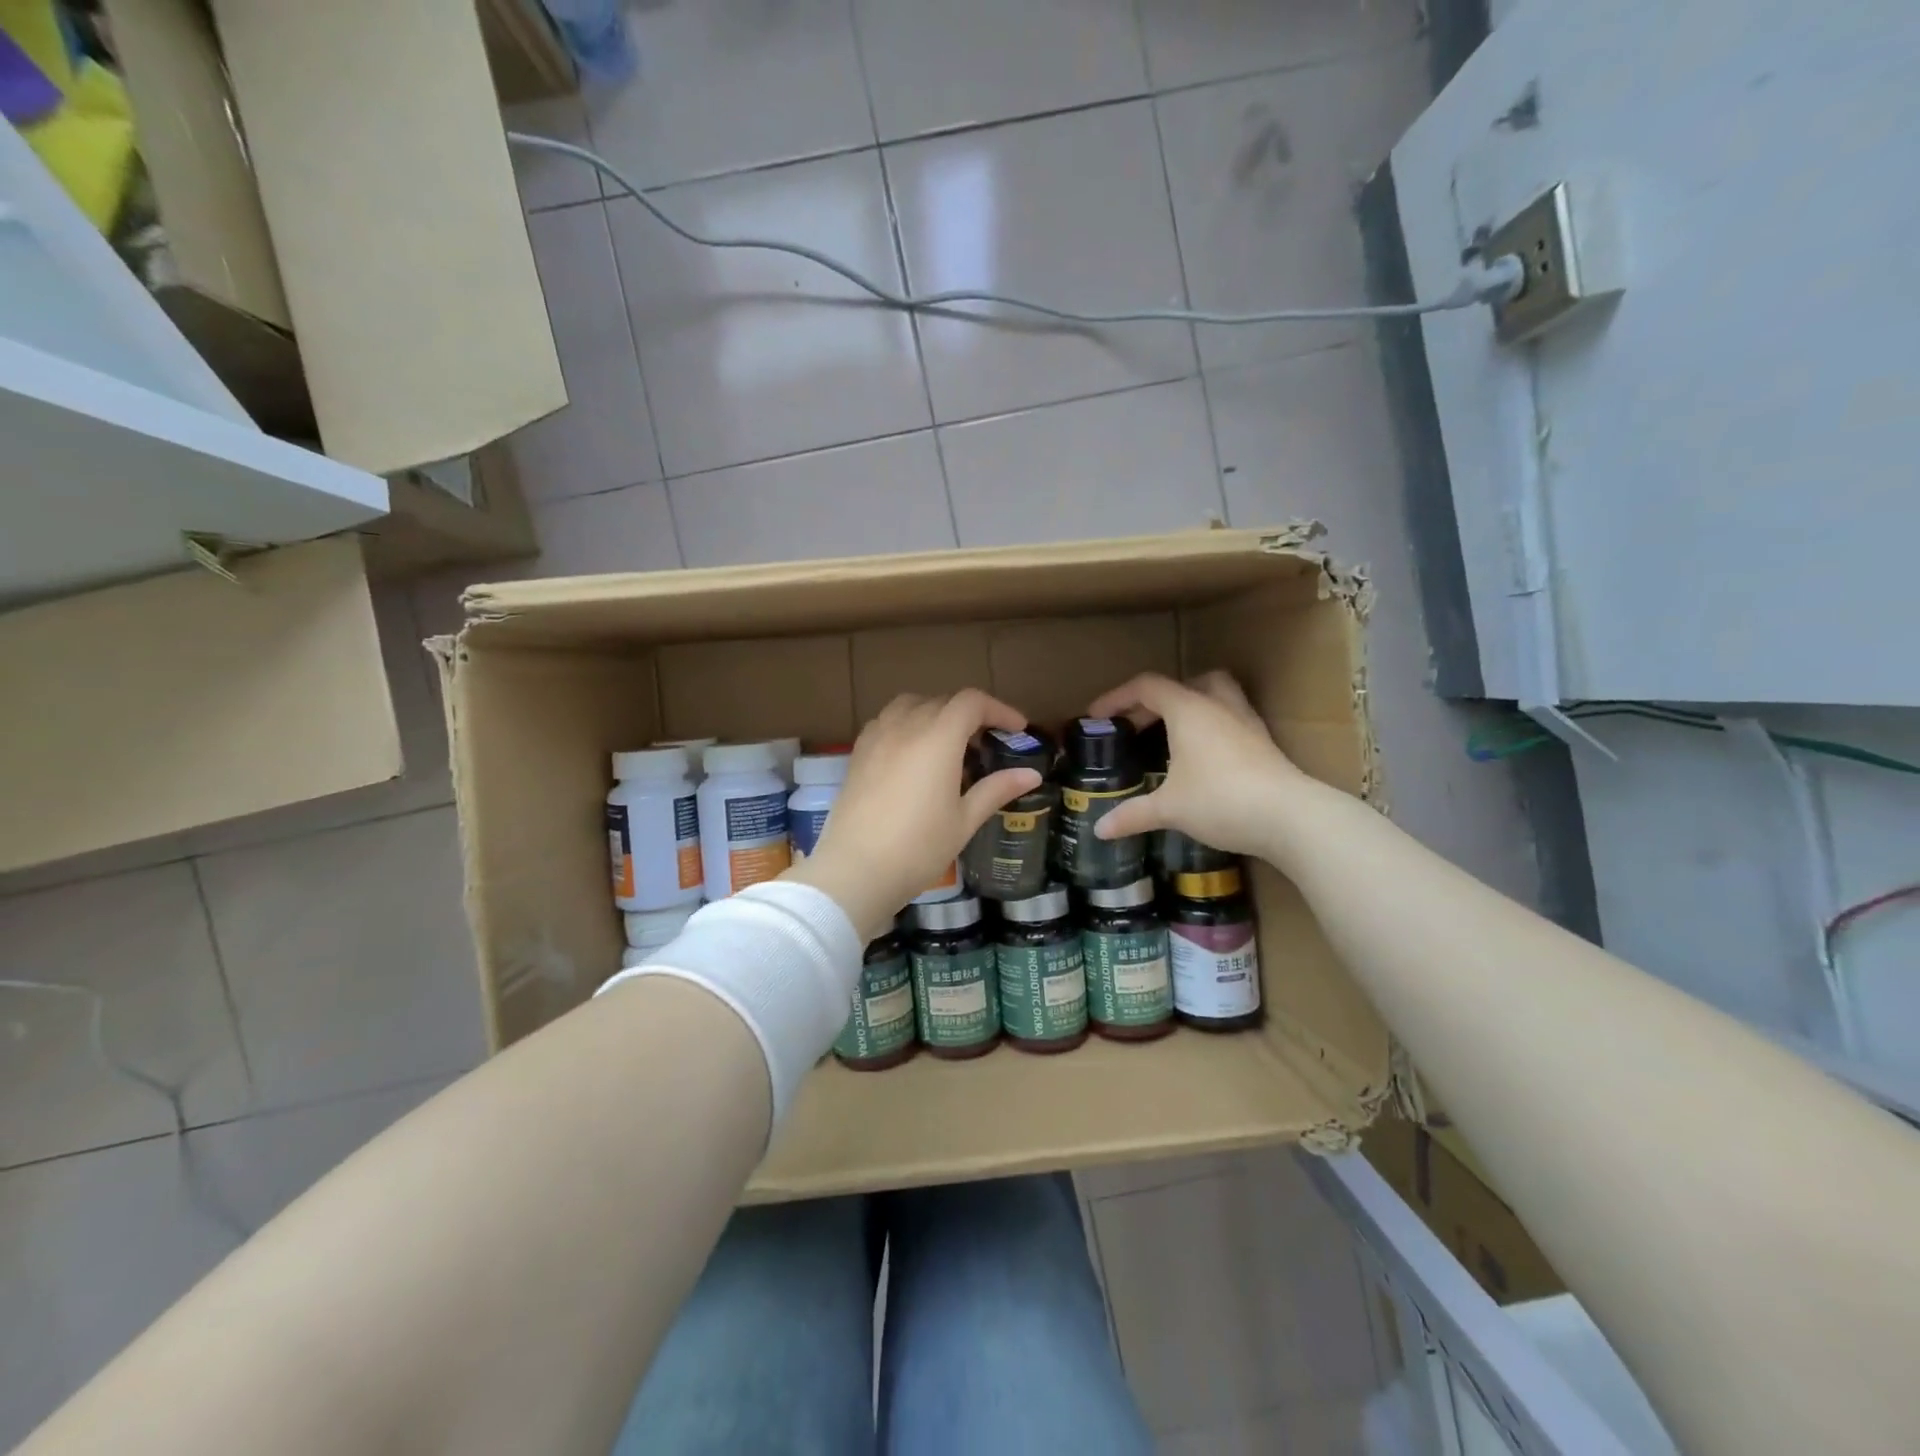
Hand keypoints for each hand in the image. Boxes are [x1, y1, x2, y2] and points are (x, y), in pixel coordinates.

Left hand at [784, 690, 1042, 939]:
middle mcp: (905, 726)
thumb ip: (996, 789)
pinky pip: (886, 721)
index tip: (1017, 729)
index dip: (999, 710)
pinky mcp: (857, 753)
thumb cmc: (918, 848)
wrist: (855, 870)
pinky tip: (911, 753)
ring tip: (948, 742)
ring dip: (935, 713)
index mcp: (938, 738)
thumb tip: (1032, 774)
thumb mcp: (964, 821)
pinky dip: (906, 724)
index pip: (972, 703)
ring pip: (910, 705)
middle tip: (987, 743)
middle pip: (942, 702)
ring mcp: (877, 737)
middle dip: (970, 714)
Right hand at [1086, 671, 1309, 858]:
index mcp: (1188, 709)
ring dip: (1190, 705)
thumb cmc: (1220, 800)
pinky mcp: (1263, 743)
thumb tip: (1100, 829)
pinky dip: (1210, 728)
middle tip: (1138, 725)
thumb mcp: (1169, 808)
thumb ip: (1133, 814)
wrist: (1290, 817)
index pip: (1146, 687)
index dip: (1117, 697)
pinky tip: (1202, 757)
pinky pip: (1231, 719)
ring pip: (1216, 694)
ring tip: (1172, 733)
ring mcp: (1246, 722)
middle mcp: (1218, 706)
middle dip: (1157, 700)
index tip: (1097, 716)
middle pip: (1185, 683)